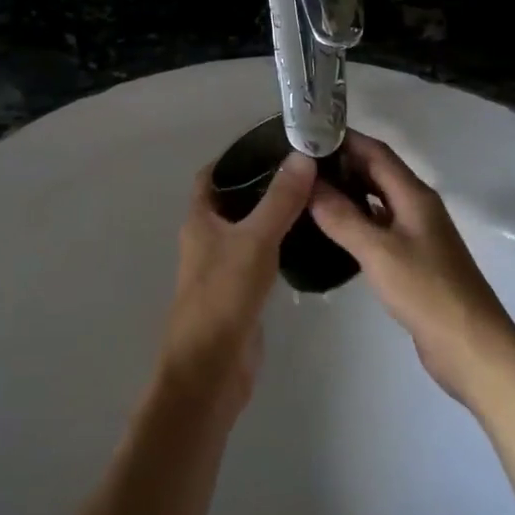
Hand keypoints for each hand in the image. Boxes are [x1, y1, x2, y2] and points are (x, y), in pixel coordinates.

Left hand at [158, 151, 315, 415]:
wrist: (210, 370)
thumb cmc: (223, 297)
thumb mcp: (255, 241)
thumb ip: (280, 200)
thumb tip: (303, 156)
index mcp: (200, 220)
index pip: (212, 175)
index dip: (237, 156)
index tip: (275, 143)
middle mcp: (208, 239)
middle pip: (234, 200)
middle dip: (264, 183)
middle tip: (307, 168)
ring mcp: (223, 267)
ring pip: (249, 229)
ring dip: (274, 213)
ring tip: (315, 196)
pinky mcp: (241, 292)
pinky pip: (261, 256)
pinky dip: (280, 243)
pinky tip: (309, 239)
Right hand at [310, 132, 514, 405]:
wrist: (471, 345)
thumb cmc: (426, 291)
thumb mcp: (378, 251)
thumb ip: (342, 217)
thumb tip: (309, 183)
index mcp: (414, 195)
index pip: (377, 152)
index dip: (345, 139)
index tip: (308, 135)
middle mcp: (418, 207)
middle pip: (378, 173)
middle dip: (343, 164)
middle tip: (300, 166)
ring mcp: (418, 234)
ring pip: (379, 201)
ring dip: (349, 192)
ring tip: (309, 192)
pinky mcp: (414, 260)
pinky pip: (381, 228)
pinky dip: (358, 221)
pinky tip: (334, 231)